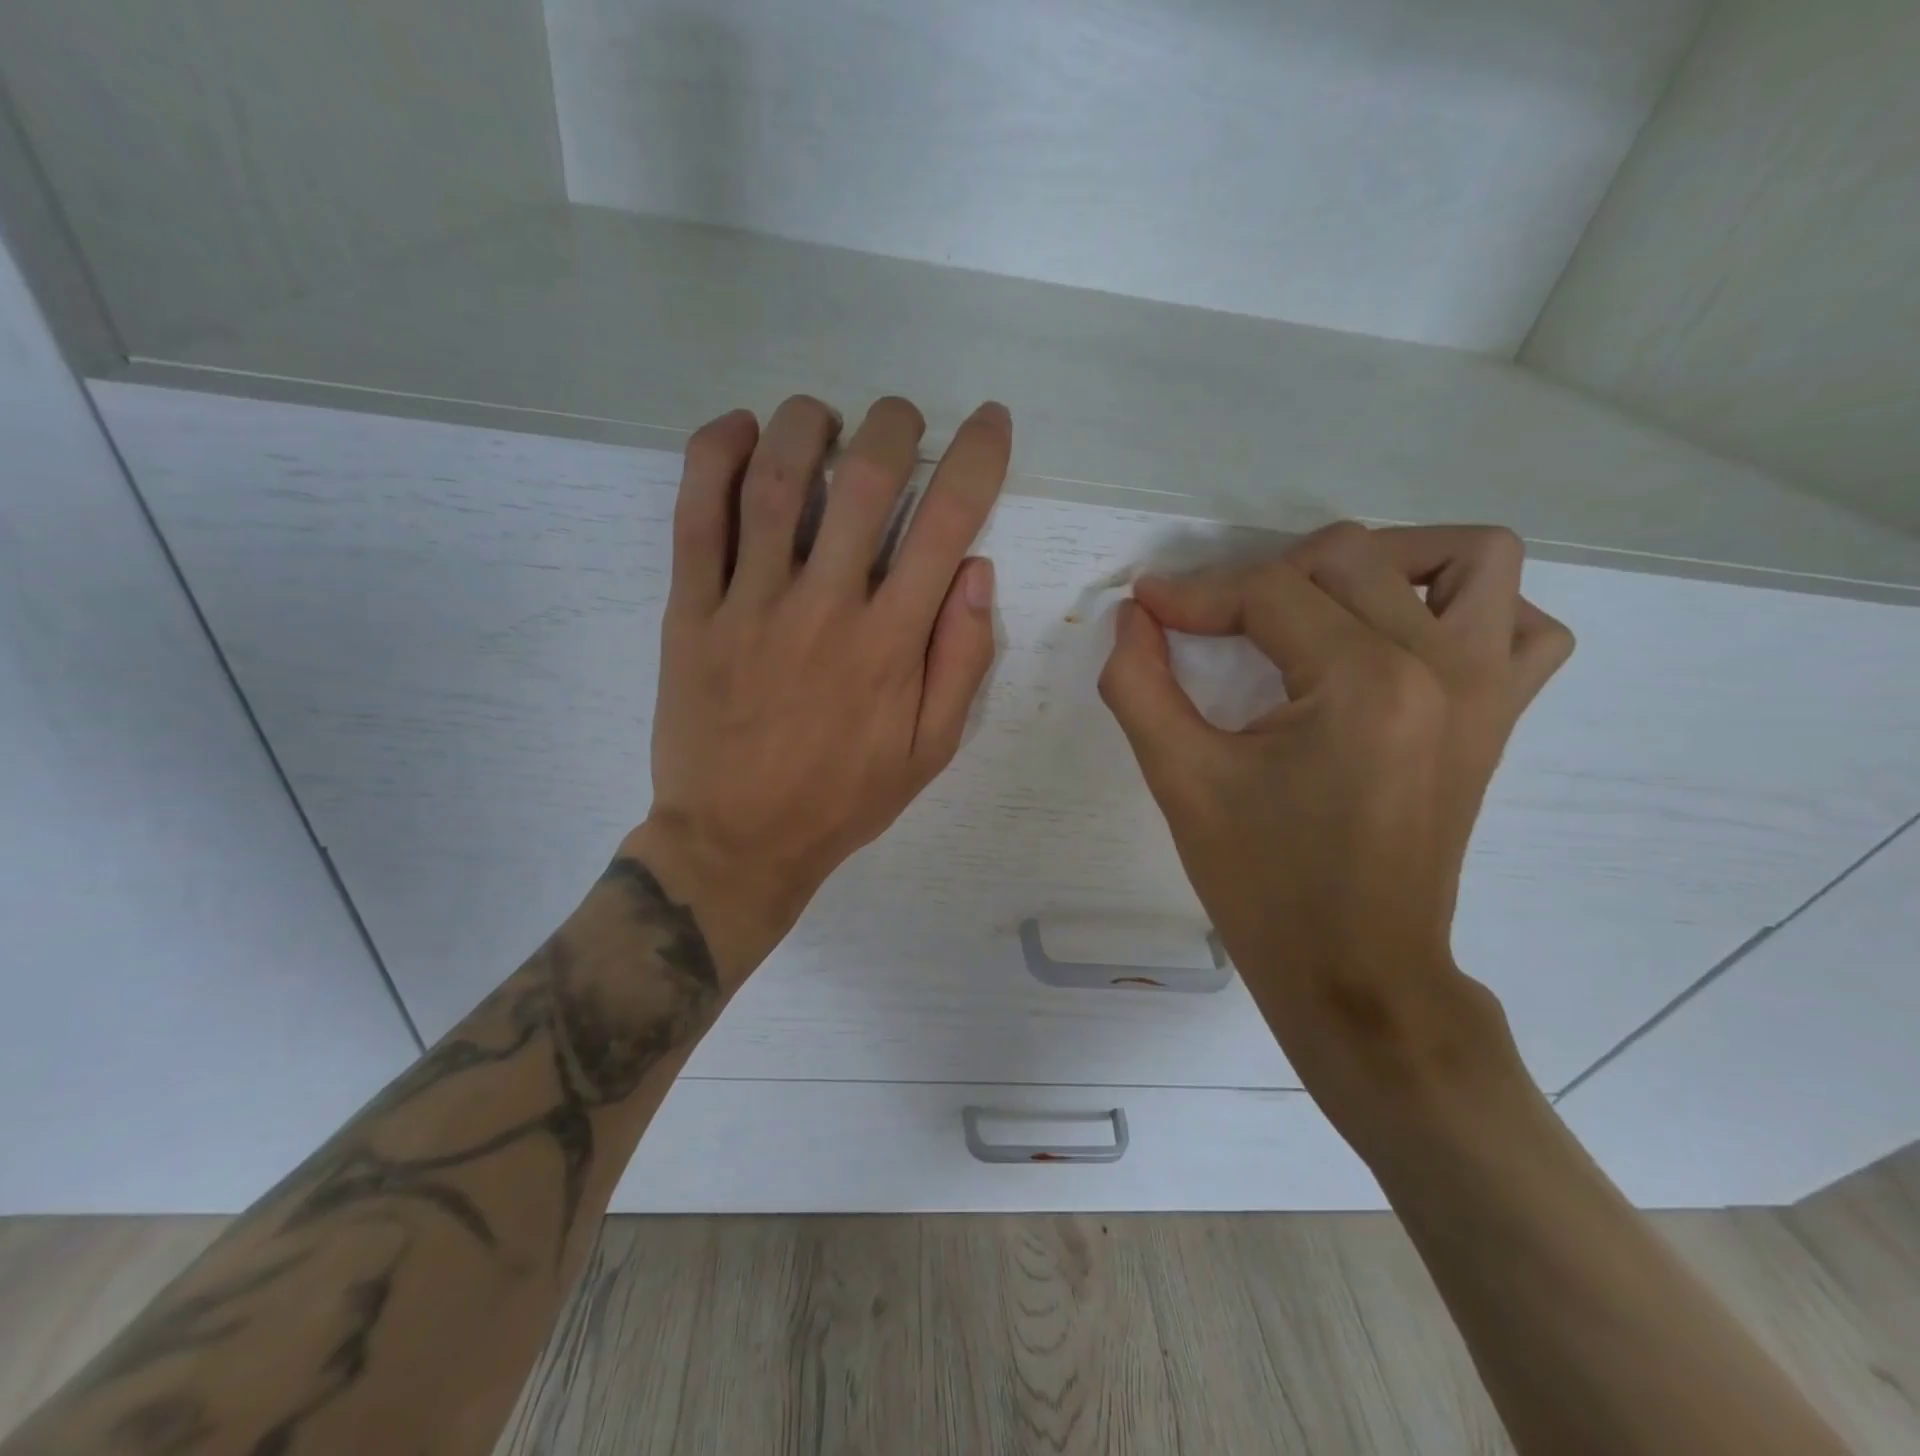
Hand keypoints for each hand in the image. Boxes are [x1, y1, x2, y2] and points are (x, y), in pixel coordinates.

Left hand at [626, 395, 1010, 984]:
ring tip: (825, 419)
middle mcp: (825, 608)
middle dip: (895, 426)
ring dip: (809, 424)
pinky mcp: (690, 612)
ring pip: (778, 480)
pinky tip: (741, 431)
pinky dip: (717, 455)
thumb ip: (960, 661)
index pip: (947, 525)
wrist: (737, 840)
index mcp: (891, 644)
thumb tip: (976, 572)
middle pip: (866, 480)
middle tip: (902, 420)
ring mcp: (750, 605)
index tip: (990, 421)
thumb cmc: (842, 798)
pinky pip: (696, 515)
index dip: (979, 458)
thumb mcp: (930, 750)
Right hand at [1097, 523, 1573, 1113]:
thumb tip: (1133, 615)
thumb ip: (1139, 685)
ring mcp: (1488, 689)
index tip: (1146, 607)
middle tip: (1213, 625)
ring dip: (1385, 562)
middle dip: (1263, 578)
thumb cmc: (1263, 884)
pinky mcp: (1499, 717)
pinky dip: (1464, 607)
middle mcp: (1442, 667)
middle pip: (1350, 557)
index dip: (1194, 592)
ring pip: (1469, 559)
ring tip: (1320, 607)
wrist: (1355, 972)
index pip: (1269, 591)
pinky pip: (1520, 622)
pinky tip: (1400, 640)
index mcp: (1363, 684)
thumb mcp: (1181, 781)